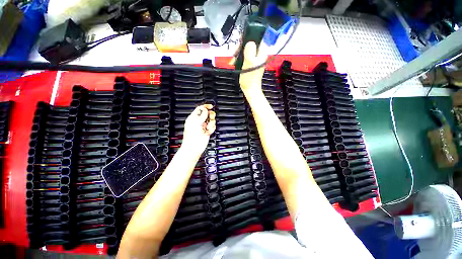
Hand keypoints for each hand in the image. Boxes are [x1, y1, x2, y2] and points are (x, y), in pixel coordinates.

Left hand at [182, 104, 215, 156]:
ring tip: (207, 128)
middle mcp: (199, 121)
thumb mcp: (196, 122)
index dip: (206, 107)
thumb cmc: (191, 136)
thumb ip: (202, 115)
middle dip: (210, 117)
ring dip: (211, 124)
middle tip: (209, 119)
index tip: (211, 106)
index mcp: (193, 118)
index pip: (200, 109)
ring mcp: (203, 126)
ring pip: (211, 120)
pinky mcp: (207, 131)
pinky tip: (208, 132)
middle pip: (207, 114)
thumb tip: (206, 109)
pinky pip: (213, 127)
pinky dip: (211, 129)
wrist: (194, 147)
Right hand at [239, 41, 267, 95]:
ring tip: (233, 60)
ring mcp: (255, 59)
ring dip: (238, 54)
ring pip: (245, 51)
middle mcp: (259, 55)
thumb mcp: (249, 62)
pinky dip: (239, 59)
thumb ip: (250, 51)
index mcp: (262, 53)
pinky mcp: (250, 64)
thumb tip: (250, 41)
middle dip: (241, 48)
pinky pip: (244, 57)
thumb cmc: (250, 77)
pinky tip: (234, 62)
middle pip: (249, 44)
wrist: (250, 89)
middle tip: (234, 53)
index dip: (248, 38)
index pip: (257, 38)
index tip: (240, 43)